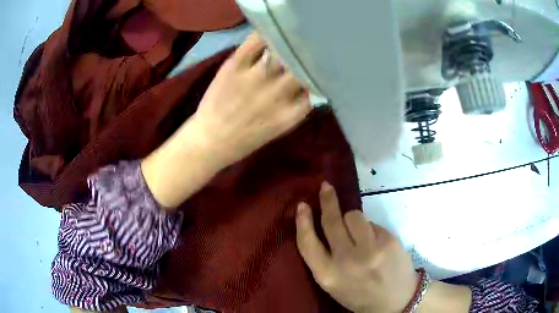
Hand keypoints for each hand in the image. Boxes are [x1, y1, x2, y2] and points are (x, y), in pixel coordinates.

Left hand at [142, 31, 309, 208]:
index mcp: (290, 113)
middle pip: (302, 66)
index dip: (317, 76)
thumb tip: (309, 86)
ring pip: (282, 51)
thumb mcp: (279, 129)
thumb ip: (297, 108)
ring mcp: (255, 77)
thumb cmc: (244, 140)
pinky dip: (264, 34)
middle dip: (307, 57)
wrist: (210, 140)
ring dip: (289, 44)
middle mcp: (277, 93)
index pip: (315, 87)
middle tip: (307, 50)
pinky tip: (270, 31)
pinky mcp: (235, 65)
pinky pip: (255, 41)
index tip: (317, 69)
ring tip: (291, 38)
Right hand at [295, 182, 417, 312]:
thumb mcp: (334, 285)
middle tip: (325, 187)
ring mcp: (370, 249)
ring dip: (352, 219)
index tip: (301, 205)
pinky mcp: (388, 240)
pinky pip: (372, 223)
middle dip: (327, 200)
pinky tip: (375, 242)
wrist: (397, 301)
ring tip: (359, 233)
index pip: (308, 243)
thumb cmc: (360, 295)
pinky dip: (370, 229)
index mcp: (328, 276)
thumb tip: (321, 227)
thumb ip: (324, 260)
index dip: (303, 222)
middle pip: (332, 222)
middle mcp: (347, 261)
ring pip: (354, 215)